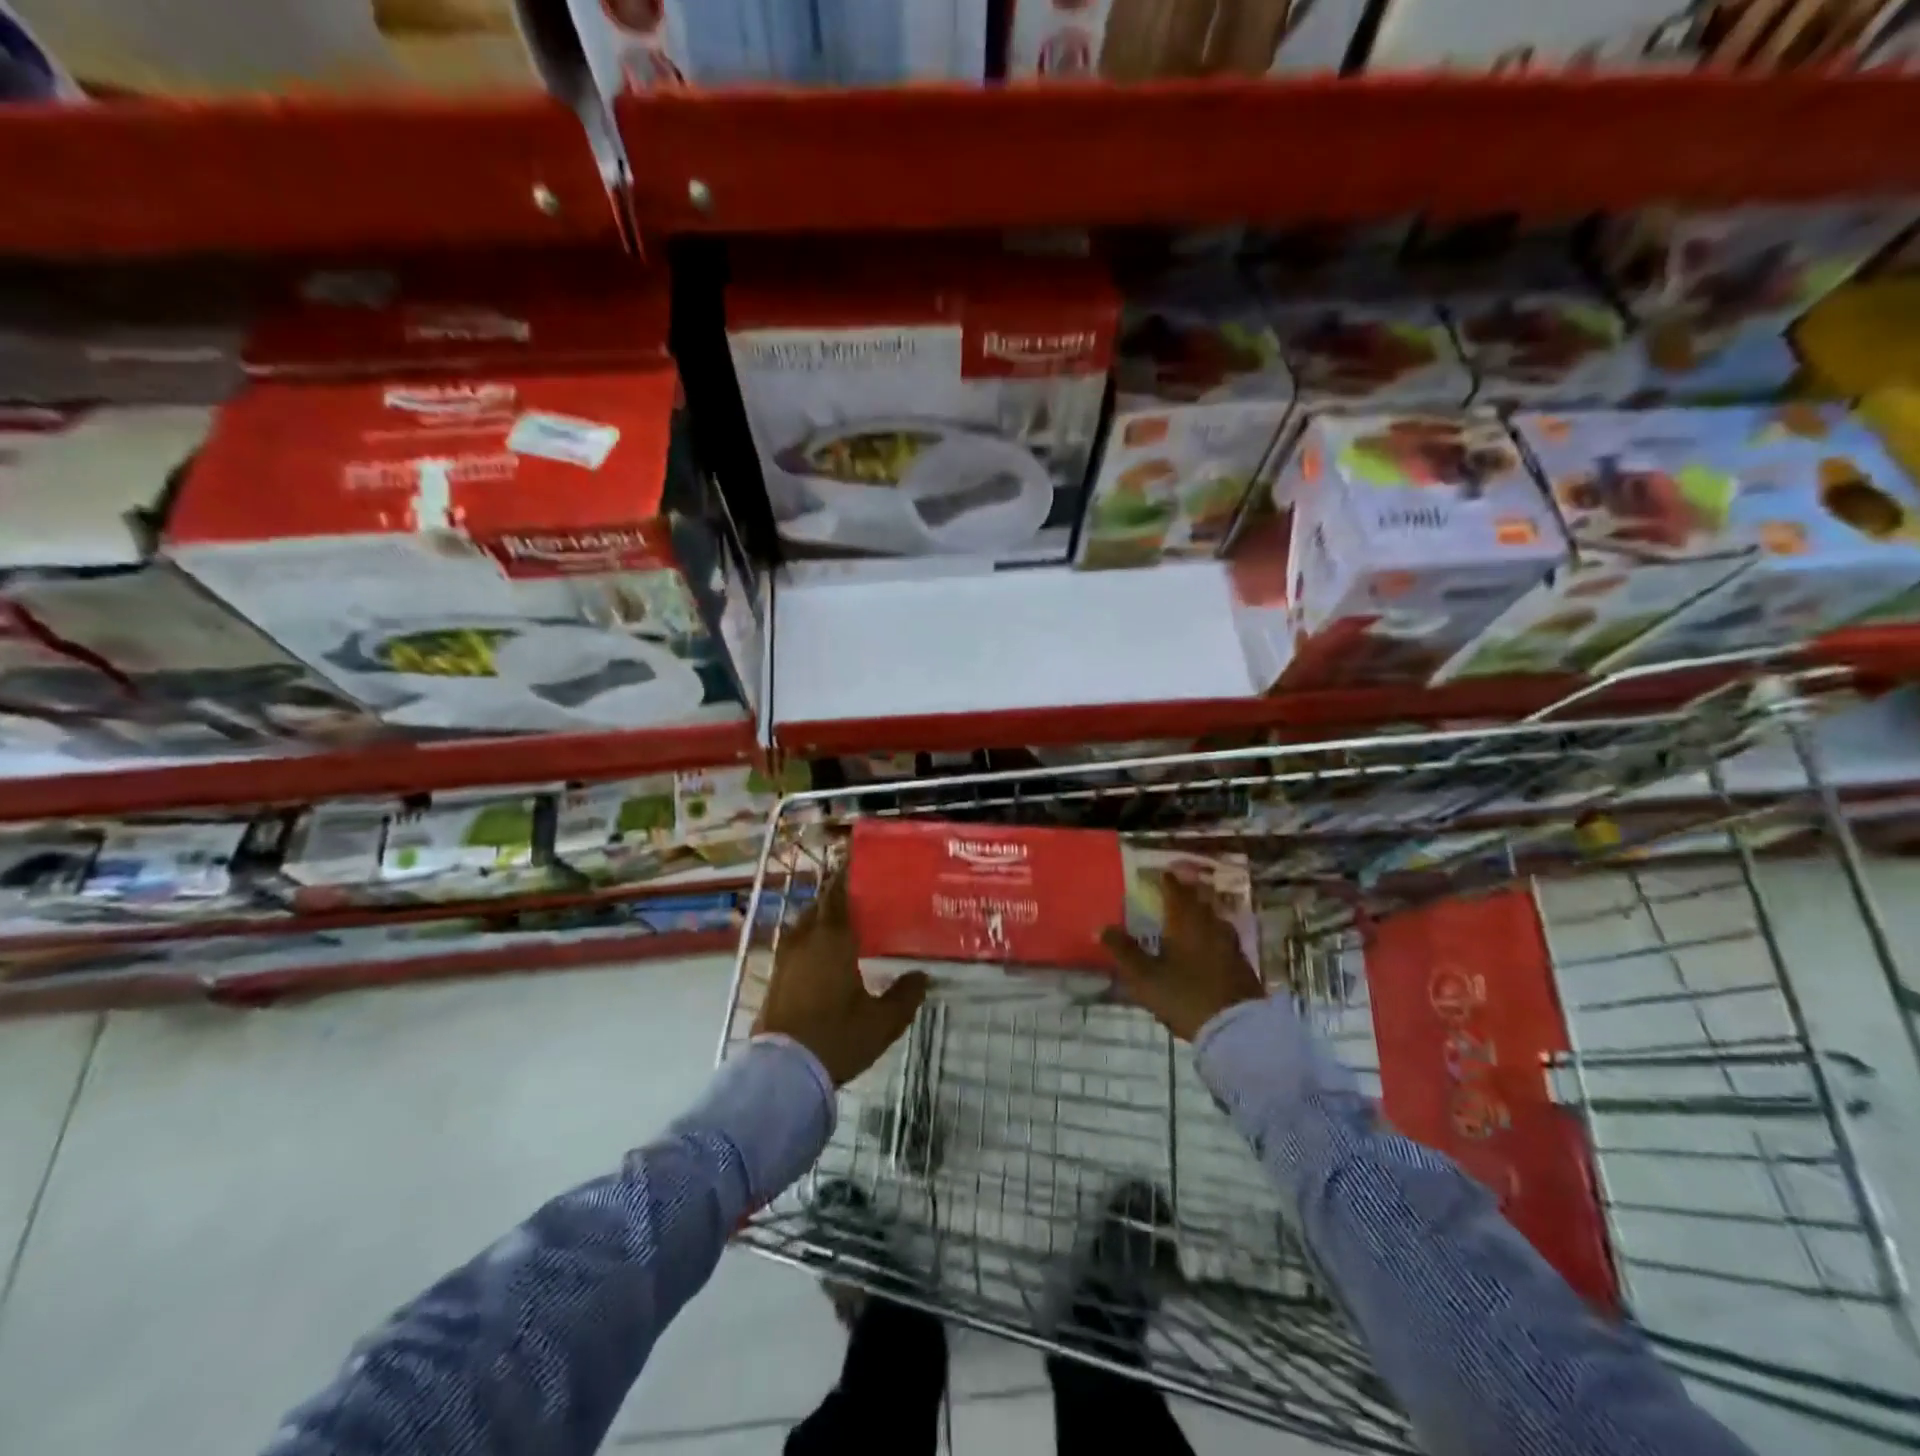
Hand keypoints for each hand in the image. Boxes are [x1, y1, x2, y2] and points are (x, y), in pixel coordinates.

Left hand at [754, 875, 927, 1086]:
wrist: (783, 1072)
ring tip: (842, 923)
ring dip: (820, 918)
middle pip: (819, 906)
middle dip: (836, 896)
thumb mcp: (882, 1021)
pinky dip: (810, 940)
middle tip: (859, 895)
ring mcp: (786, 959)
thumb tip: (922, 975)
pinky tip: (823, 955)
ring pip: (804, 925)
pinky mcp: (775, 979)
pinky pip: (795, 945)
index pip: (838, 894)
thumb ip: (905, 995)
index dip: (846, 876)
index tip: (857, 861)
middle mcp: (806, 940)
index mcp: (833, 939)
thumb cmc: (837, 1037)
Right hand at [1100, 875, 1264, 1041]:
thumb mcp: (1144, 976)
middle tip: (1178, 886)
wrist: (1235, 1029)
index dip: (1167, 881)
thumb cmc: (1184, 996)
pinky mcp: (1241, 964)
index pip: (1176, 892)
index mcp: (1185, 922)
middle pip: (1199, 901)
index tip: (1162, 872)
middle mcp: (1209, 926)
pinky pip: (1224, 938)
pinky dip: (1214, 933)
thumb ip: (1123, 951)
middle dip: (1187, 892)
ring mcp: (1229, 945)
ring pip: (1214, 919)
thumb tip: (1101, 927)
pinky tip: (1210, 943)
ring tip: (1193, 911)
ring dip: (1203, 911)